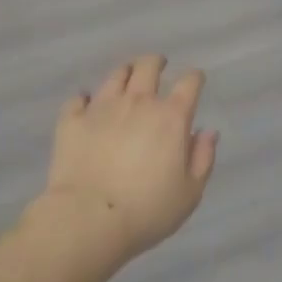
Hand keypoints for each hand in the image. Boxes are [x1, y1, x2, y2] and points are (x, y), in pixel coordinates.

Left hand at [40, 55, 217, 263]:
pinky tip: (86, 104)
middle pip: (148, 66)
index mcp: (171, 117)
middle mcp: (138, 102)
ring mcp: (102, 107)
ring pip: (116, 76)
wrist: (89, 218)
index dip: (194, 78)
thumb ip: (202, 158)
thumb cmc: (147, 210)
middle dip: (156, 62)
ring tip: (126, 77)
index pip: (189, 84)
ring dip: (125, 73)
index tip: (195, 80)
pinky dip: (85, 99)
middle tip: (158, 66)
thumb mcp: (189, 193)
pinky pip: (78, 99)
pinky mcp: (73, 120)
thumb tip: (207, 132)